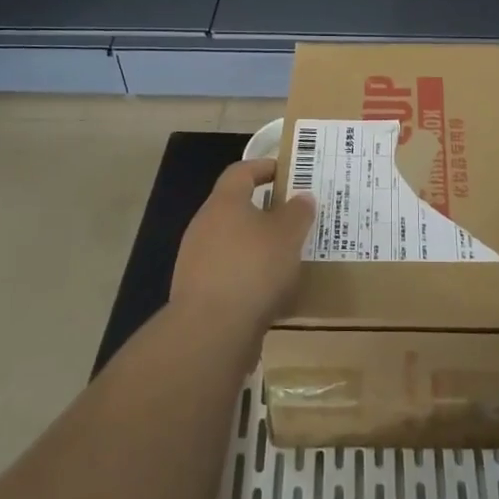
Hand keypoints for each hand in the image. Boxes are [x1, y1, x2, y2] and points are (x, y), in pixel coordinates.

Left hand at [170, 159, 316, 335]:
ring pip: (232, 243)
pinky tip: (270, 291)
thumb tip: (302, 197)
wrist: (211, 331)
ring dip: (257, 246)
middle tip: (293, 217)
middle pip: (235, 208)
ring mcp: (196, 261)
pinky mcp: (198, 293)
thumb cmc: (253, 269)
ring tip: (287, 257)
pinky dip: (248, 276)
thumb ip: (298, 213)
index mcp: (224, 203)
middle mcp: (204, 226)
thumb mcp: (288, 235)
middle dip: (264, 211)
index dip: (263, 167)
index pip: (241, 171)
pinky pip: (228, 274)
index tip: (286, 171)